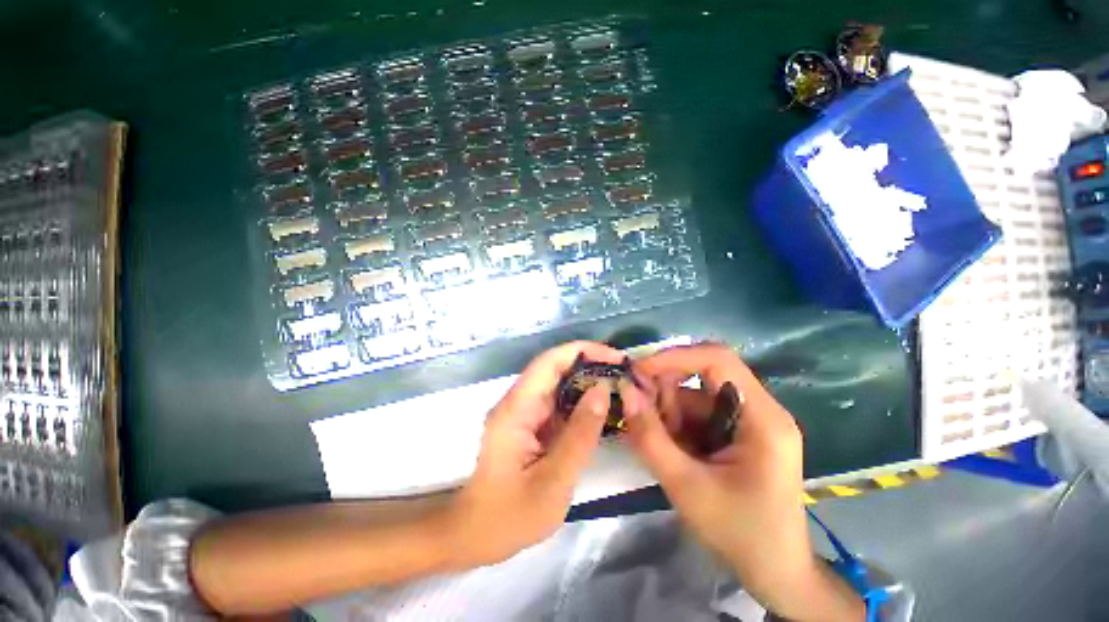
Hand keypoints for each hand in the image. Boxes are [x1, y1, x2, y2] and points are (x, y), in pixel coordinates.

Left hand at [446, 341, 620, 567]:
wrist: (475, 535)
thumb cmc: (510, 515)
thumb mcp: (553, 481)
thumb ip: (580, 434)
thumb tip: (602, 390)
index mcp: (517, 408)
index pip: (549, 362)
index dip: (583, 351)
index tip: (616, 357)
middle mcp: (518, 401)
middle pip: (554, 367)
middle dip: (590, 363)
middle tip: (624, 373)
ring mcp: (523, 411)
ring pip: (558, 383)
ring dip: (587, 380)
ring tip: (619, 386)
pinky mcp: (530, 423)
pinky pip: (558, 402)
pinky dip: (581, 400)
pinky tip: (602, 407)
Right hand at [621, 343, 862, 621]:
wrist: (775, 572)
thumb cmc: (739, 534)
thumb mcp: (686, 487)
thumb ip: (650, 438)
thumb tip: (625, 392)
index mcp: (762, 418)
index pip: (717, 360)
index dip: (675, 357)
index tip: (639, 371)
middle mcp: (759, 409)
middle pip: (703, 374)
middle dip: (667, 391)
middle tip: (640, 413)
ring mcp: (749, 419)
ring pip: (695, 394)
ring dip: (669, 412)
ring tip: (659, 444)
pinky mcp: (737, 430)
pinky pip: (697, 411)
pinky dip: (676, 423)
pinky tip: (671, 448)